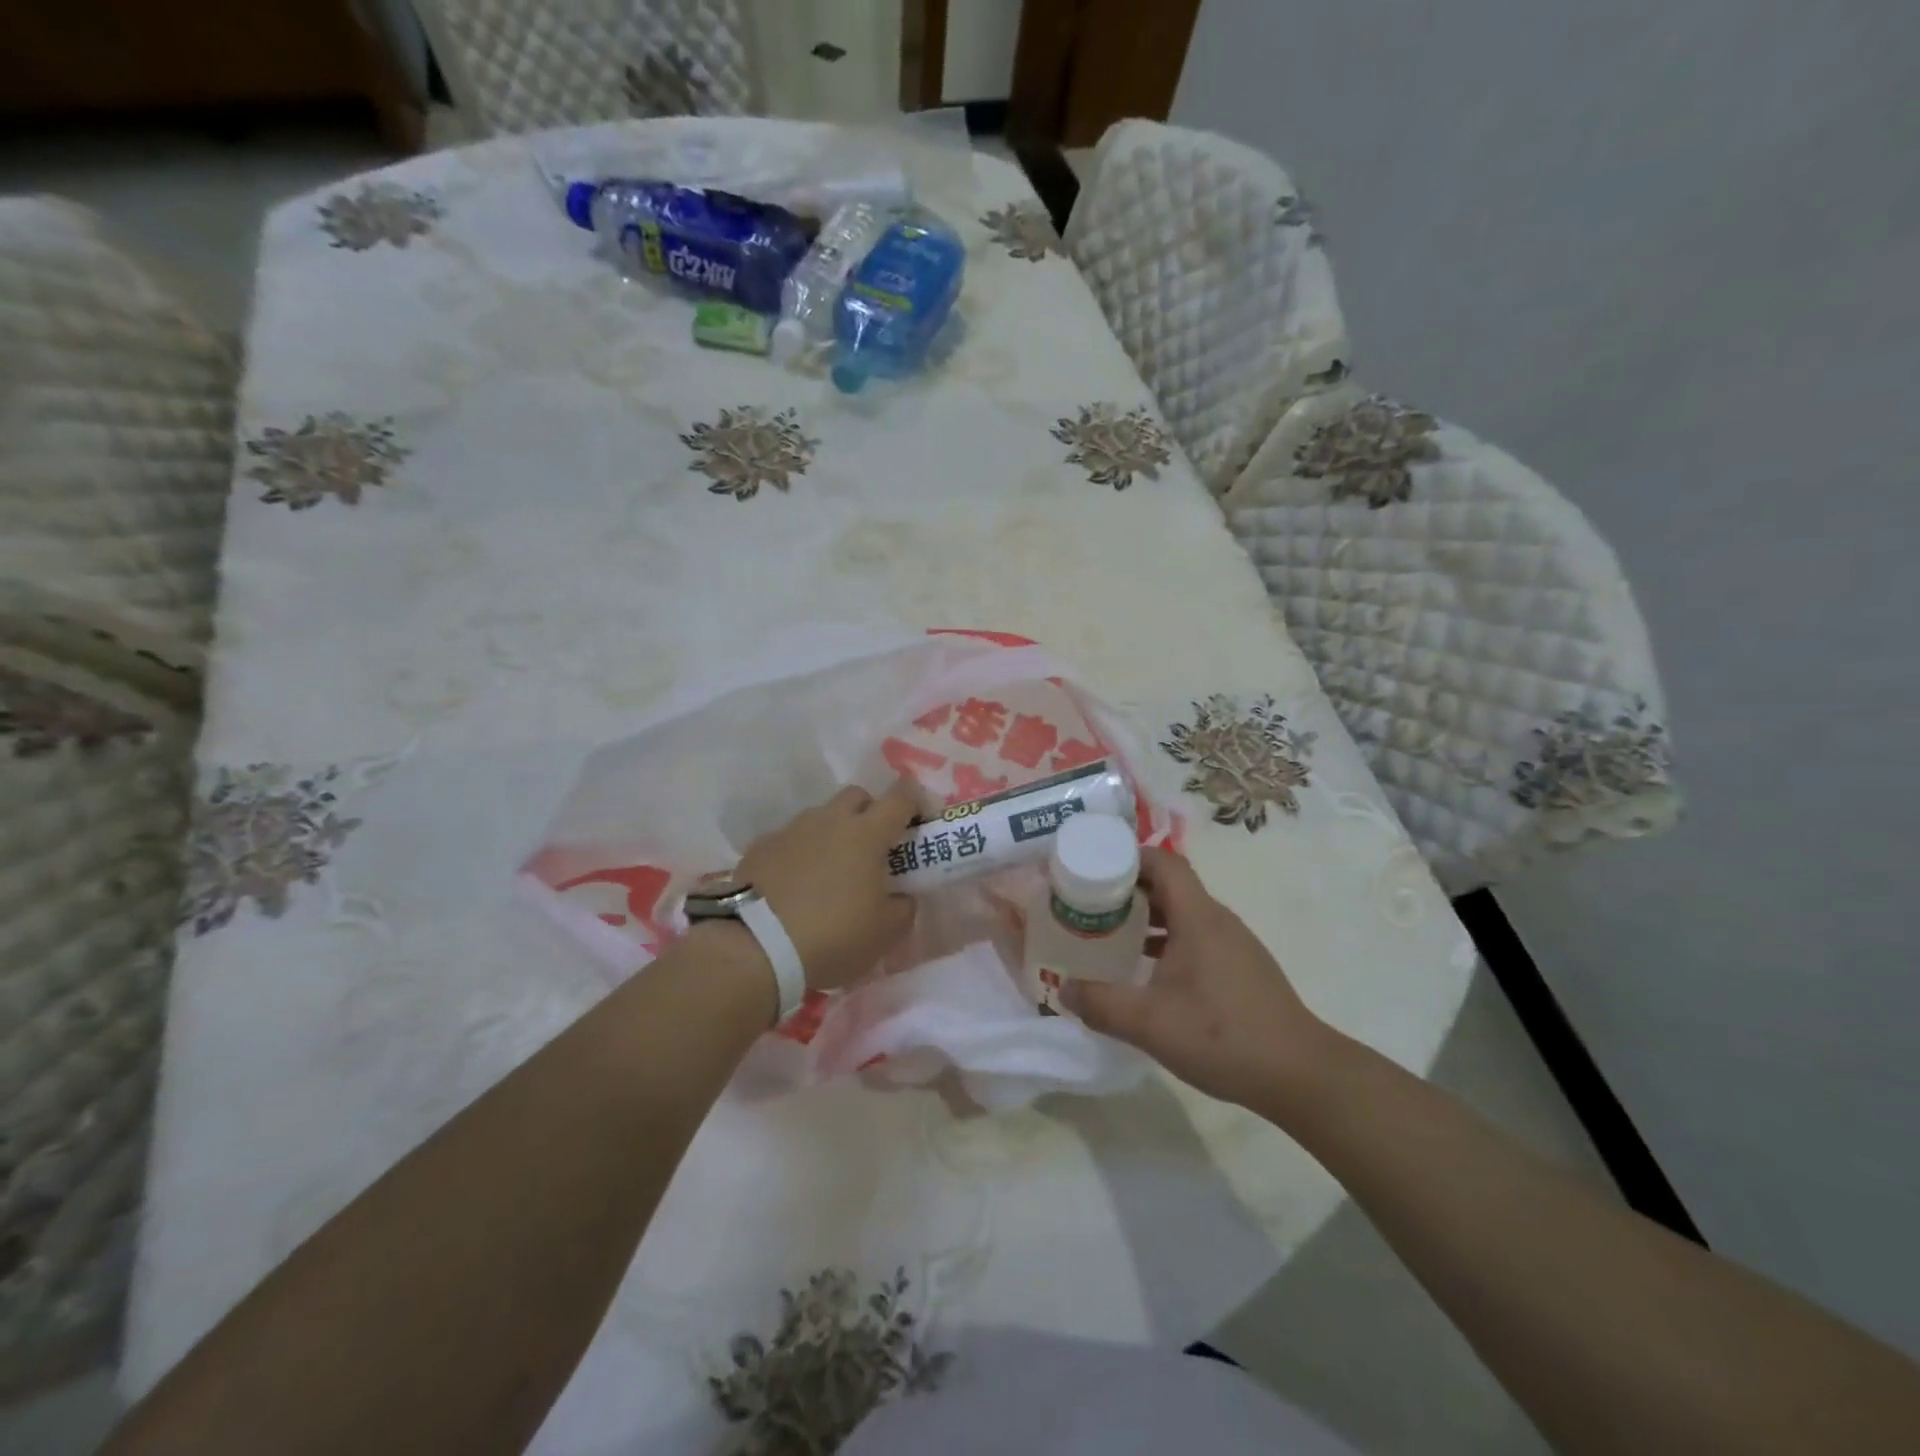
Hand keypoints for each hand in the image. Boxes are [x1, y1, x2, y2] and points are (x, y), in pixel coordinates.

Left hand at [733, 779, 919, 991]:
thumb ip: (903, 907)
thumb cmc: (833, 936)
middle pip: (857, 796)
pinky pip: (789, 839)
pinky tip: (795, 883)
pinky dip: (799, 852)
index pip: (900, 798)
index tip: (920, 820)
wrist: (756, 947)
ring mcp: (791, 830)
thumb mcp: (885, 933)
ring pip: (821, 816)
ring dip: (833, 832)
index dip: (916, 802)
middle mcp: (829, 821)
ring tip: (831, 870)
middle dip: (871, 812)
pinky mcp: (760, 846)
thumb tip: (902, 896)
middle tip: (874, 846)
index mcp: (867, 834)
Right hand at [1062, 847, 1337, 1111]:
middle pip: (1169, 884)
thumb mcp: (1150, 1023)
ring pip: (1182, 913)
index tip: (1091, 868)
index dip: (1126, 857)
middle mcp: (1216, 920)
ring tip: (1108, 934)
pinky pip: (1194, 936)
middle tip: (1088, 904)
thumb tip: (1063, 990)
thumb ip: (1101, 1004)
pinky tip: (1146, 971)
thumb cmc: (1223, 1037)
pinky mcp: (1239, 968)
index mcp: (1198, 917)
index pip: (1163, 861)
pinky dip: (1165, 940)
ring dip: (1145, 916)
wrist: (1301, 1075)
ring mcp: (1232, 944)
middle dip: (1127, 888)